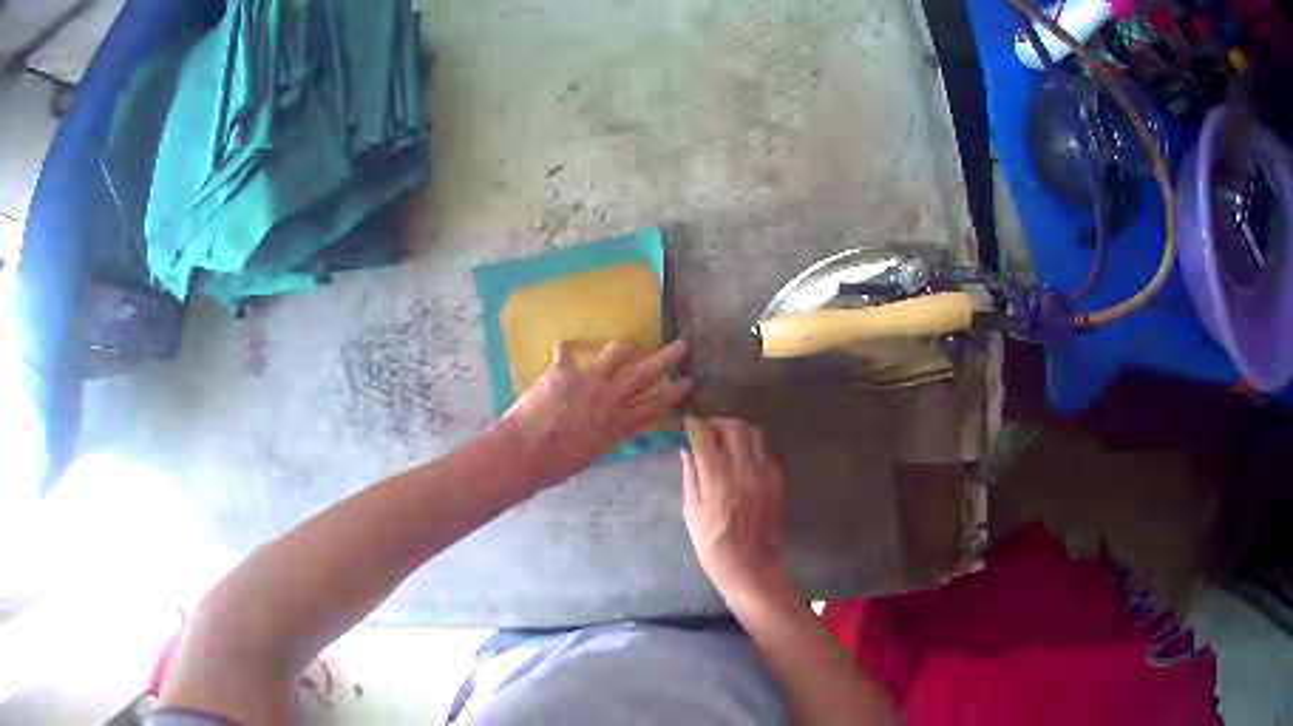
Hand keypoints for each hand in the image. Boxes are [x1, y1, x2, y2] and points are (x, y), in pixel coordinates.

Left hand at [499, 339, 690, 488]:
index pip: (655, 406)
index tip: (687, 381)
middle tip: (681, 345)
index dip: (673, 393)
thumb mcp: (593, 454)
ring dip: (622, 349)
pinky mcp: (563, 370)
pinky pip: (567, 351)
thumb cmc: (557, 465)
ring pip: (616, 354)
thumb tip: (604, 428)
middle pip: (645, 374)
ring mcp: (588, 381)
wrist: (526, 451)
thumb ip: (604, 436)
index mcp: (619, 425)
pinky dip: (566, 349)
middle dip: (667, 359)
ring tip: (624, 348)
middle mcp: (610, 399)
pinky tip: (564, 347)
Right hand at [681, 416, 788, 597]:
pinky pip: (764, 449)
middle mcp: (745, 470)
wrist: (750, 565)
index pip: (705, 436)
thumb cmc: (712, 544)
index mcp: (719, 480)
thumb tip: (686, 448)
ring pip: (753, 432)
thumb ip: (691, 474)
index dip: (693, 426)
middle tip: (704, 433)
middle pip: (733, 426)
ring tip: (723, 442)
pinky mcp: (777, 478)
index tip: (686, 424)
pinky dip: (749, 446)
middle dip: (716, 423)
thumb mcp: (691, 511)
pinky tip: (739, 459)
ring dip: (735, 431)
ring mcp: (765, 473)